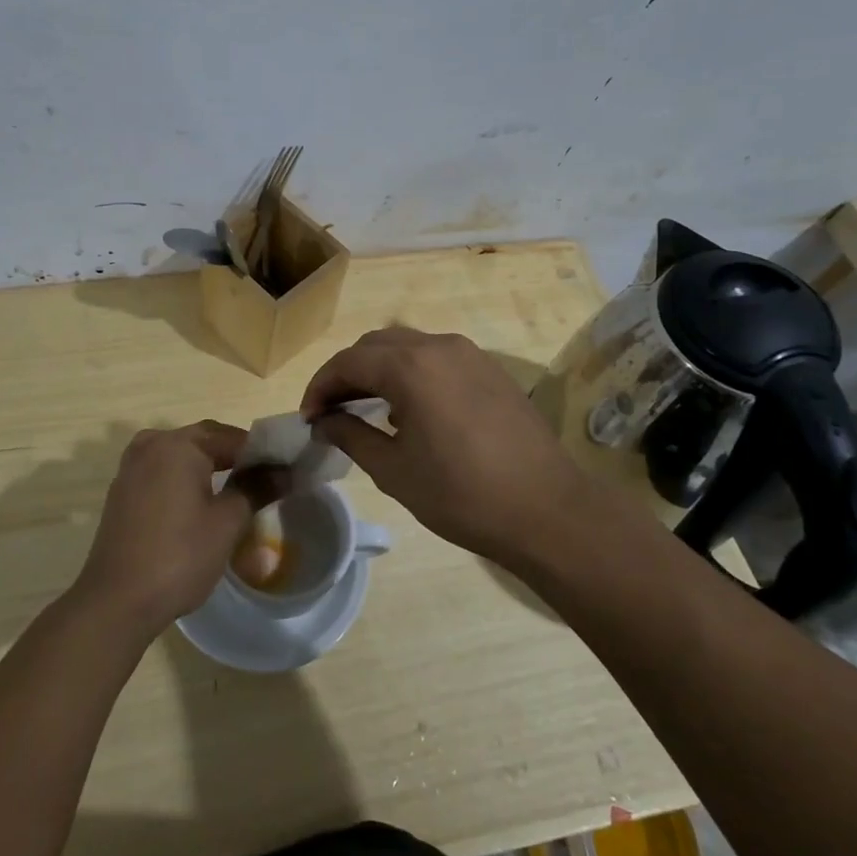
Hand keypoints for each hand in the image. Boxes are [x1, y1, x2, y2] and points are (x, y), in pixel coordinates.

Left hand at [73, 422, 275, 641]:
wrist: (116, 601)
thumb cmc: (179, 556)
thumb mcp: (227, 522)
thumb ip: (256, 489)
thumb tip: (284, 471)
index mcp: (178, 444)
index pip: (231, 437)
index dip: (261, 453)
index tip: (284, 471)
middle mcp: (151, 445)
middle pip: (204, 441)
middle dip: (234, 458)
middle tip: (264, 481)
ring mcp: (131, 468)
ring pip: (181, 456)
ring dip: (208, 468)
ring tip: (236, 492)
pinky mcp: (122, 492)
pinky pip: (162, 473)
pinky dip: (184, 480)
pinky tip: (200, 505)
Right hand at [300, 327, 593, 567]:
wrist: (547, 510)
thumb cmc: (462, 495)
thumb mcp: (394, 470)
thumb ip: (351, 435)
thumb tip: (324, 420)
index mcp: (410, 367)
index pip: (348, 362)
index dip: (320, 386)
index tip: (308, 417)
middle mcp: (439, 346)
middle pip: (377, 345)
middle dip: (348, 373)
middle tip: (332, 410)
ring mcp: (470, 354)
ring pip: (409, 347)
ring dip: (380, 370)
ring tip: (368, 410)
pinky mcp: (491, 370)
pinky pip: (438, 358)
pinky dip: (412, 373)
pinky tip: (412, 411)